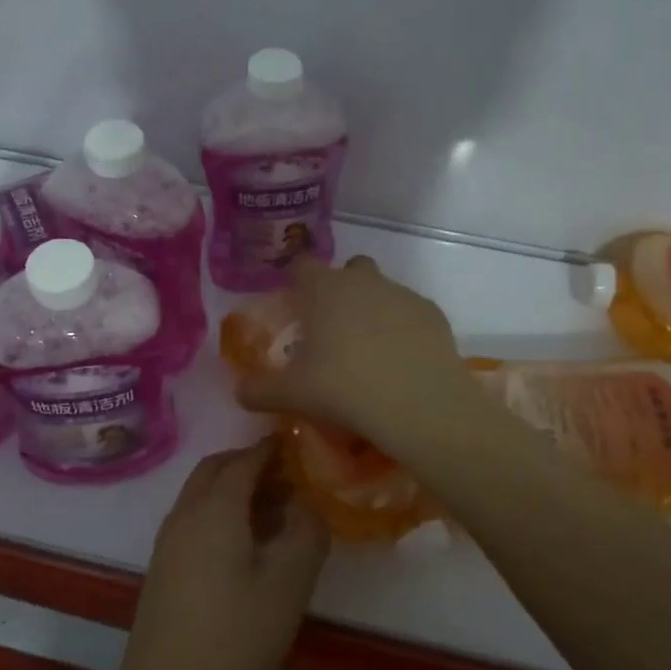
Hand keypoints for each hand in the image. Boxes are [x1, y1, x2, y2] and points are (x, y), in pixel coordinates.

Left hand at [114, 440, 327, 669]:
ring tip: (276, 516)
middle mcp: (185, 513)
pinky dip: (221, 514)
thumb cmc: (235, 638)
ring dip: (235, 491)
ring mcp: (168, 541)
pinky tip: (247, 549)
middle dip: (251, 465)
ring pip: (202, 495)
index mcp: (214, 507)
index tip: (299, 446)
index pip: (245, 459)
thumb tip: (308, 503)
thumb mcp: (288, 584)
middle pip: (216, 469)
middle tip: (290, 481)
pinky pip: (195, 520)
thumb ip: (306, 532)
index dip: (272, 449)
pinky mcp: (162, 569)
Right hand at [237, 256, 471, 448]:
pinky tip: (400, 361)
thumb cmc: (344, 389)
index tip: (294, 305)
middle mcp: (362, 281)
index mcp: (323, 290)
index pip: (301, 266)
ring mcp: (400, 293)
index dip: (296, 282)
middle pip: (348, 269)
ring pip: (382, 289)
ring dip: (372, 309)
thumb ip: (258, 391)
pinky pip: (410, 312)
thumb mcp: (291, 395)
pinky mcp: (431, 312)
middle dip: (340, 289)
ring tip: (369, 352)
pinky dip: (403, 328)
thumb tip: (239, 393)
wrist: (418, 403)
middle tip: (332, 329)